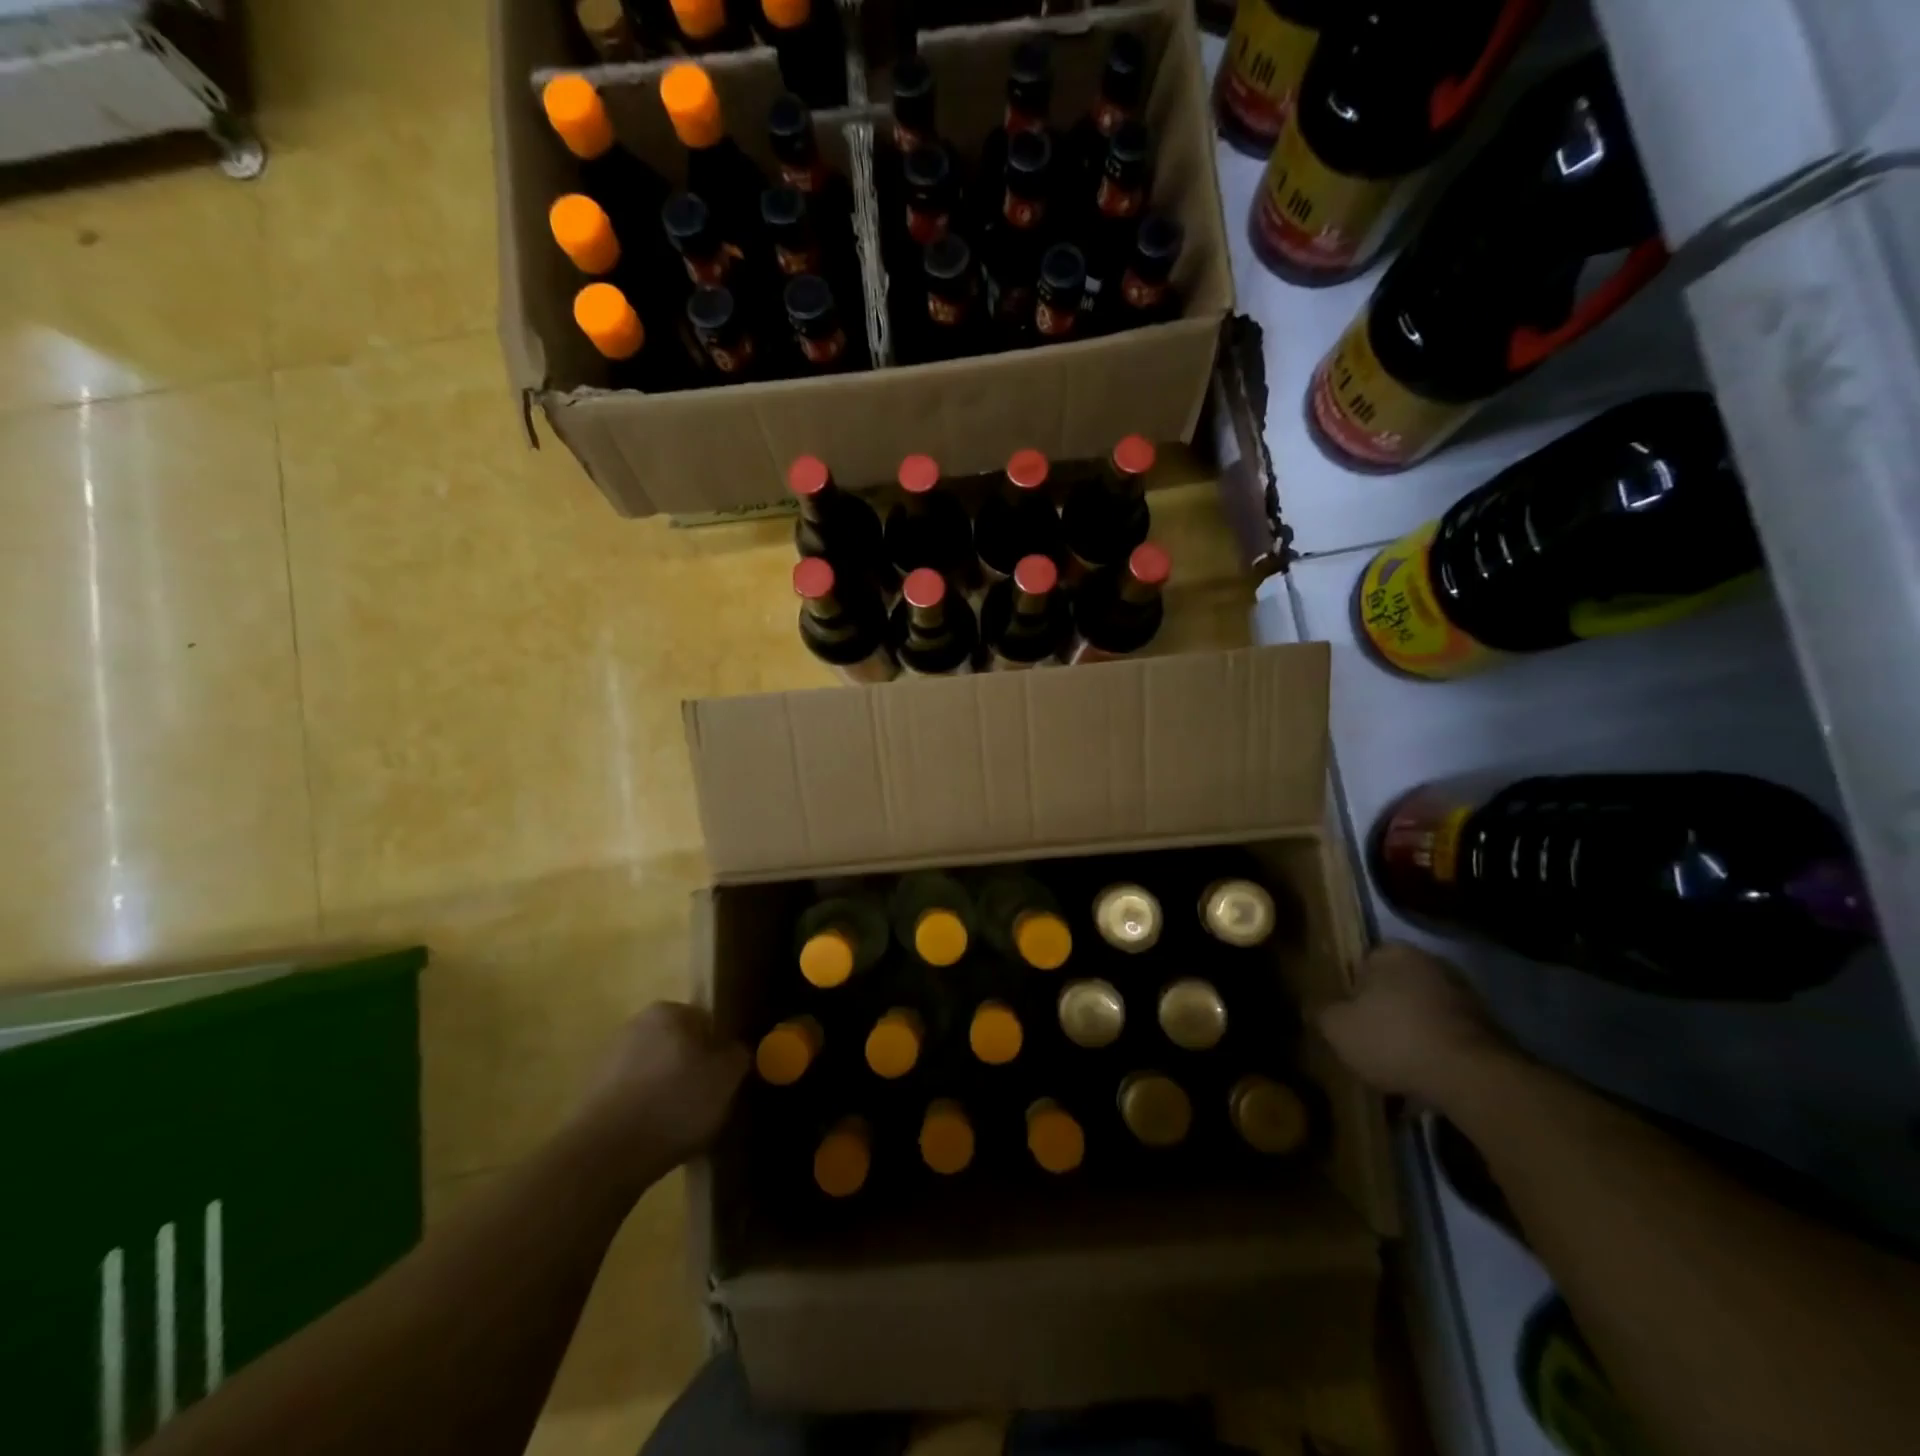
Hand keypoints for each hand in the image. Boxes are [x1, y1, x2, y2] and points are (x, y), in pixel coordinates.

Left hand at [575, 1002, 748, 1175]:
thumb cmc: (675, 1103)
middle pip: (680, 1045)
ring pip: (656, 1071)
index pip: (708, 1022)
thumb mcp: (726, 1077)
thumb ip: (738, 1055)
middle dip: (694, 1069)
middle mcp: (637, 1024)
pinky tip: (656, 1136)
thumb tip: (735, 1051)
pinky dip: (647, 1111)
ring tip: (683, 1125)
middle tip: (709, 1102)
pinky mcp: (593, 1095)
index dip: (722, 1051)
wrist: (605, 1155)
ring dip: (669, 1091)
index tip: (728, 1080)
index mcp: (669, 1011)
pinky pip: (634, 1097)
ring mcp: (610, 1059)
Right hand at [1316, 942, 1506, 1101]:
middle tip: (1368, 1042)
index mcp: (1392, 953)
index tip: (1345, 1018)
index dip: (1350, 992)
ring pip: (1423, 1013)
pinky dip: (1436, 1053)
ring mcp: (1465, 995)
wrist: (1472, 1078)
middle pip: (1395, 988)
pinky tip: (1424, 1079)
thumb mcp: (1337, 1028)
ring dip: (1412, 1034)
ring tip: (1396, 1069)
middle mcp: (1430, 963)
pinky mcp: (1490, 1029)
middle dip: (1383, 1012)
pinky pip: (1448, 1037)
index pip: (1361, 963)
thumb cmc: (1393, 1039)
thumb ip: (1322, 1011)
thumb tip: (1318, 1006)